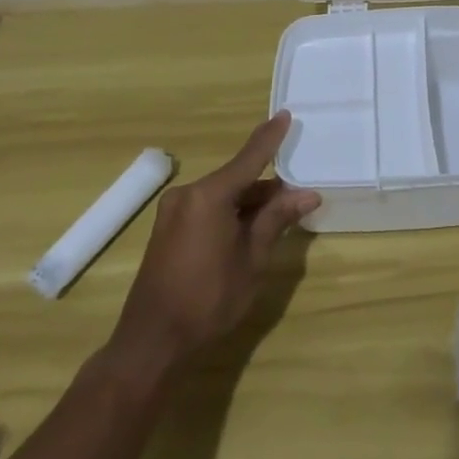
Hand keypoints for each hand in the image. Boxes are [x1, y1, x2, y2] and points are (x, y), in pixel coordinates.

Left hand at [106, 112, 319, 366]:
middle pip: (237, 179)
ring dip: (250, 202)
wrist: (151, 343)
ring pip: (223, 195)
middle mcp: (188, 194)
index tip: (286, 115)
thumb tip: (307, 194)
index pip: (249, 158)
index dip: (270, 137)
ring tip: (280, 216)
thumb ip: (277, 219)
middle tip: (298, 196)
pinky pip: (207, 208)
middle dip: (267, 187)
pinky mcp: (168, 229)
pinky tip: (249, 228)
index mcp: (209, 195)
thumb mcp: (252, 260)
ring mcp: (174, 211)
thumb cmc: (208, 300)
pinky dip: (231, 212)